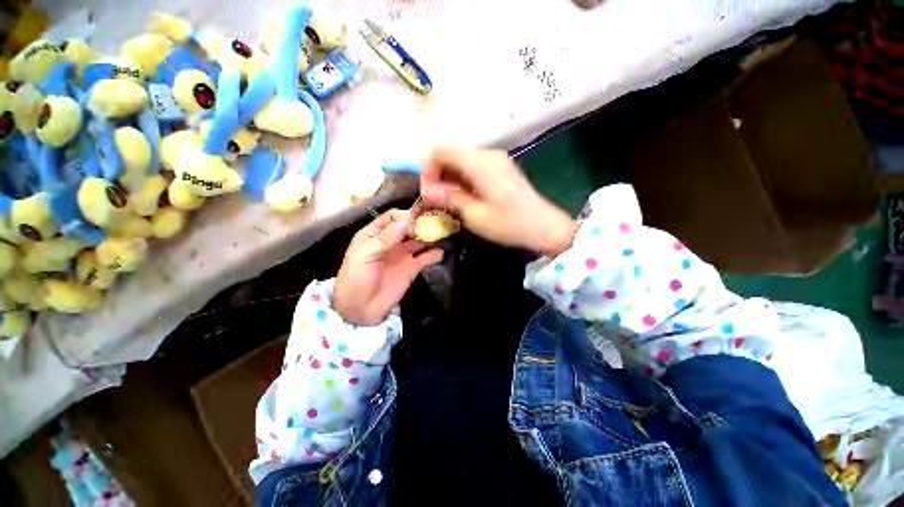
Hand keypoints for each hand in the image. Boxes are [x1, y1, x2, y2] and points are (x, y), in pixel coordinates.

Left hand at [334, 209, 443, 325]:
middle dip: (421, 223)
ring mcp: (403, 254)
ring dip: (430, 236)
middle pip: (409, 226)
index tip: (416, 220)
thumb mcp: (365, 256)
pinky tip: (441, 252)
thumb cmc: (356, 278)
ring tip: (442, 233)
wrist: (361, 308)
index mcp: (375, 234)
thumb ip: (385, 239)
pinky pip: (426, 257)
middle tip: (436, 222)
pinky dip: (434, 254)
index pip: (393, 217)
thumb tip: (406, 221)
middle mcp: (392, 241)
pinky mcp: (412, 268)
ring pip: (420, 240)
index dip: (405, 216)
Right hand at [421, 146, 578, 256]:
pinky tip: (462, 198)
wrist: (545, 227)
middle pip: (451, 153)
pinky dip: (461, 179)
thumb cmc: (510, 225)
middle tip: (435, 200)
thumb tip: (428, 190)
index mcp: (481, 164)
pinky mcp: (500, 168)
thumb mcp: (476, 216)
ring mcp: (496, 160)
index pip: (442, 149)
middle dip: (437, 174)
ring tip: (447, 202)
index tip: (428, 192)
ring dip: (449, 178)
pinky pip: (472, 167)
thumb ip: (451, 198)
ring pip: (461, 160)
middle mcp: (488, 155)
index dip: (428, 167)